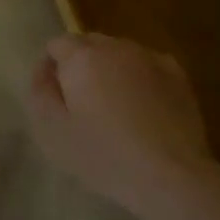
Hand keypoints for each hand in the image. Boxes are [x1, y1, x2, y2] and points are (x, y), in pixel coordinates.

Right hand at [26, 33, 219, 215]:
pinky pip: (147, 68)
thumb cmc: (101, 154)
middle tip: (80, 105)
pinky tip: (142, 111)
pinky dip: (139, 81)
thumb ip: (40, 92)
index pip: (57, 44)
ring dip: (110, 72)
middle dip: (80, 66)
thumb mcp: (51, 130)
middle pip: (90, 44)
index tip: (54, 98)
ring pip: (120, 55)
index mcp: (83, 57)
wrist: (169, 175)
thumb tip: (44, 69)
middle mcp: (118, 48)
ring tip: (113, 110)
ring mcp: (152, 59)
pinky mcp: (179, 77)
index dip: (50, 68)